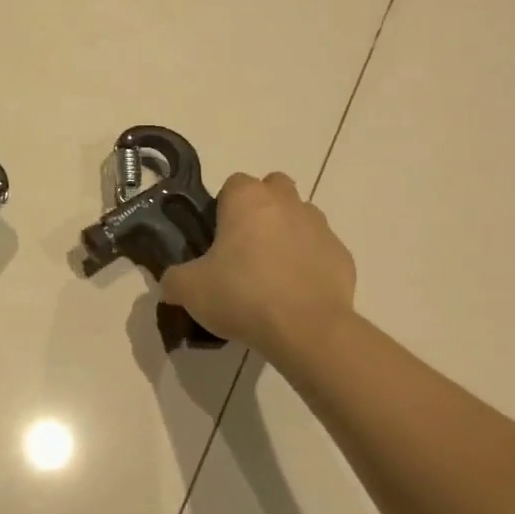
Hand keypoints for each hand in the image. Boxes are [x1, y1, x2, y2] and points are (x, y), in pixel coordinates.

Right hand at [160, 172, 357, 358]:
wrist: (307, 330)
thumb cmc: (242, 295)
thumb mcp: (189, 290)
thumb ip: (174, 280)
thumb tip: (171, 283)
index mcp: (248, 199)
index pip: (234, 183)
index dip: (224, 207)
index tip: (217, 237)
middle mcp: (287, 203)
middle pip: (274, 188)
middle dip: (261, 209)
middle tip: (244, 247)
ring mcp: (320, 227)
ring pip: (301, 217)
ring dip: (287, 234)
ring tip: (271, 274)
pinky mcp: (343, 256)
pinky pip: (320, 251)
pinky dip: (309, 264)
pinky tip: (296, 294)